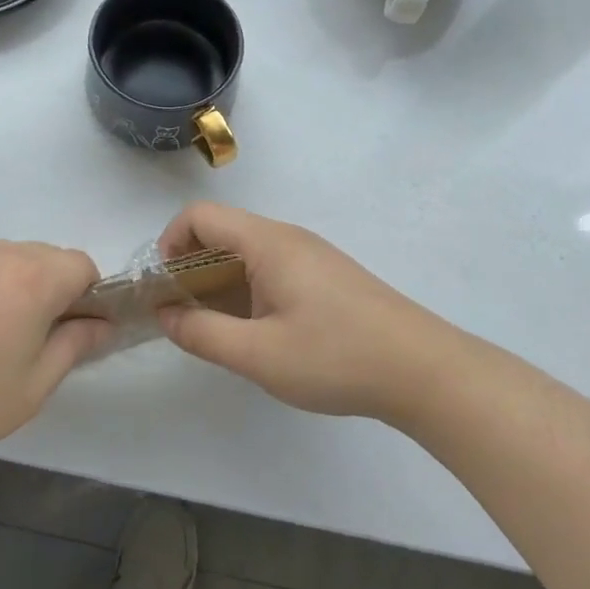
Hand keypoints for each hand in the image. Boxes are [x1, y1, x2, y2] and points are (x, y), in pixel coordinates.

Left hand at [0, 238, 109, 460]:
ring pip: (10, 256)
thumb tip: (102, 324)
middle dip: (53, 289)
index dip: (88, 296)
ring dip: (16, 282)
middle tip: (31, 340)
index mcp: (34, 278)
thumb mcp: (34, 386)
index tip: (72, 332)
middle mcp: (0, 252)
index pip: (83, 265)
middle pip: (47, 257)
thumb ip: (75, 346)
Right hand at [157, 202, 453, 421]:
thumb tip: (165, 315)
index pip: (200, 215)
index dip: (170, 242)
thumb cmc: (336, 357)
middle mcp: (287, 238)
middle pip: (221, 232)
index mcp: (267, 242)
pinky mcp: (326, 277)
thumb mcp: (259, 355)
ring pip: (246, 252)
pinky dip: (246, 289)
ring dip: (218, 281)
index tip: (163, 286)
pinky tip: (257, 332)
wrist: (425, 372)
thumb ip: (203, 334)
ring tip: (216, 328)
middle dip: (190, 266)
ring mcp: (310, 256)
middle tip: (183, 313)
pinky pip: (270, 268)